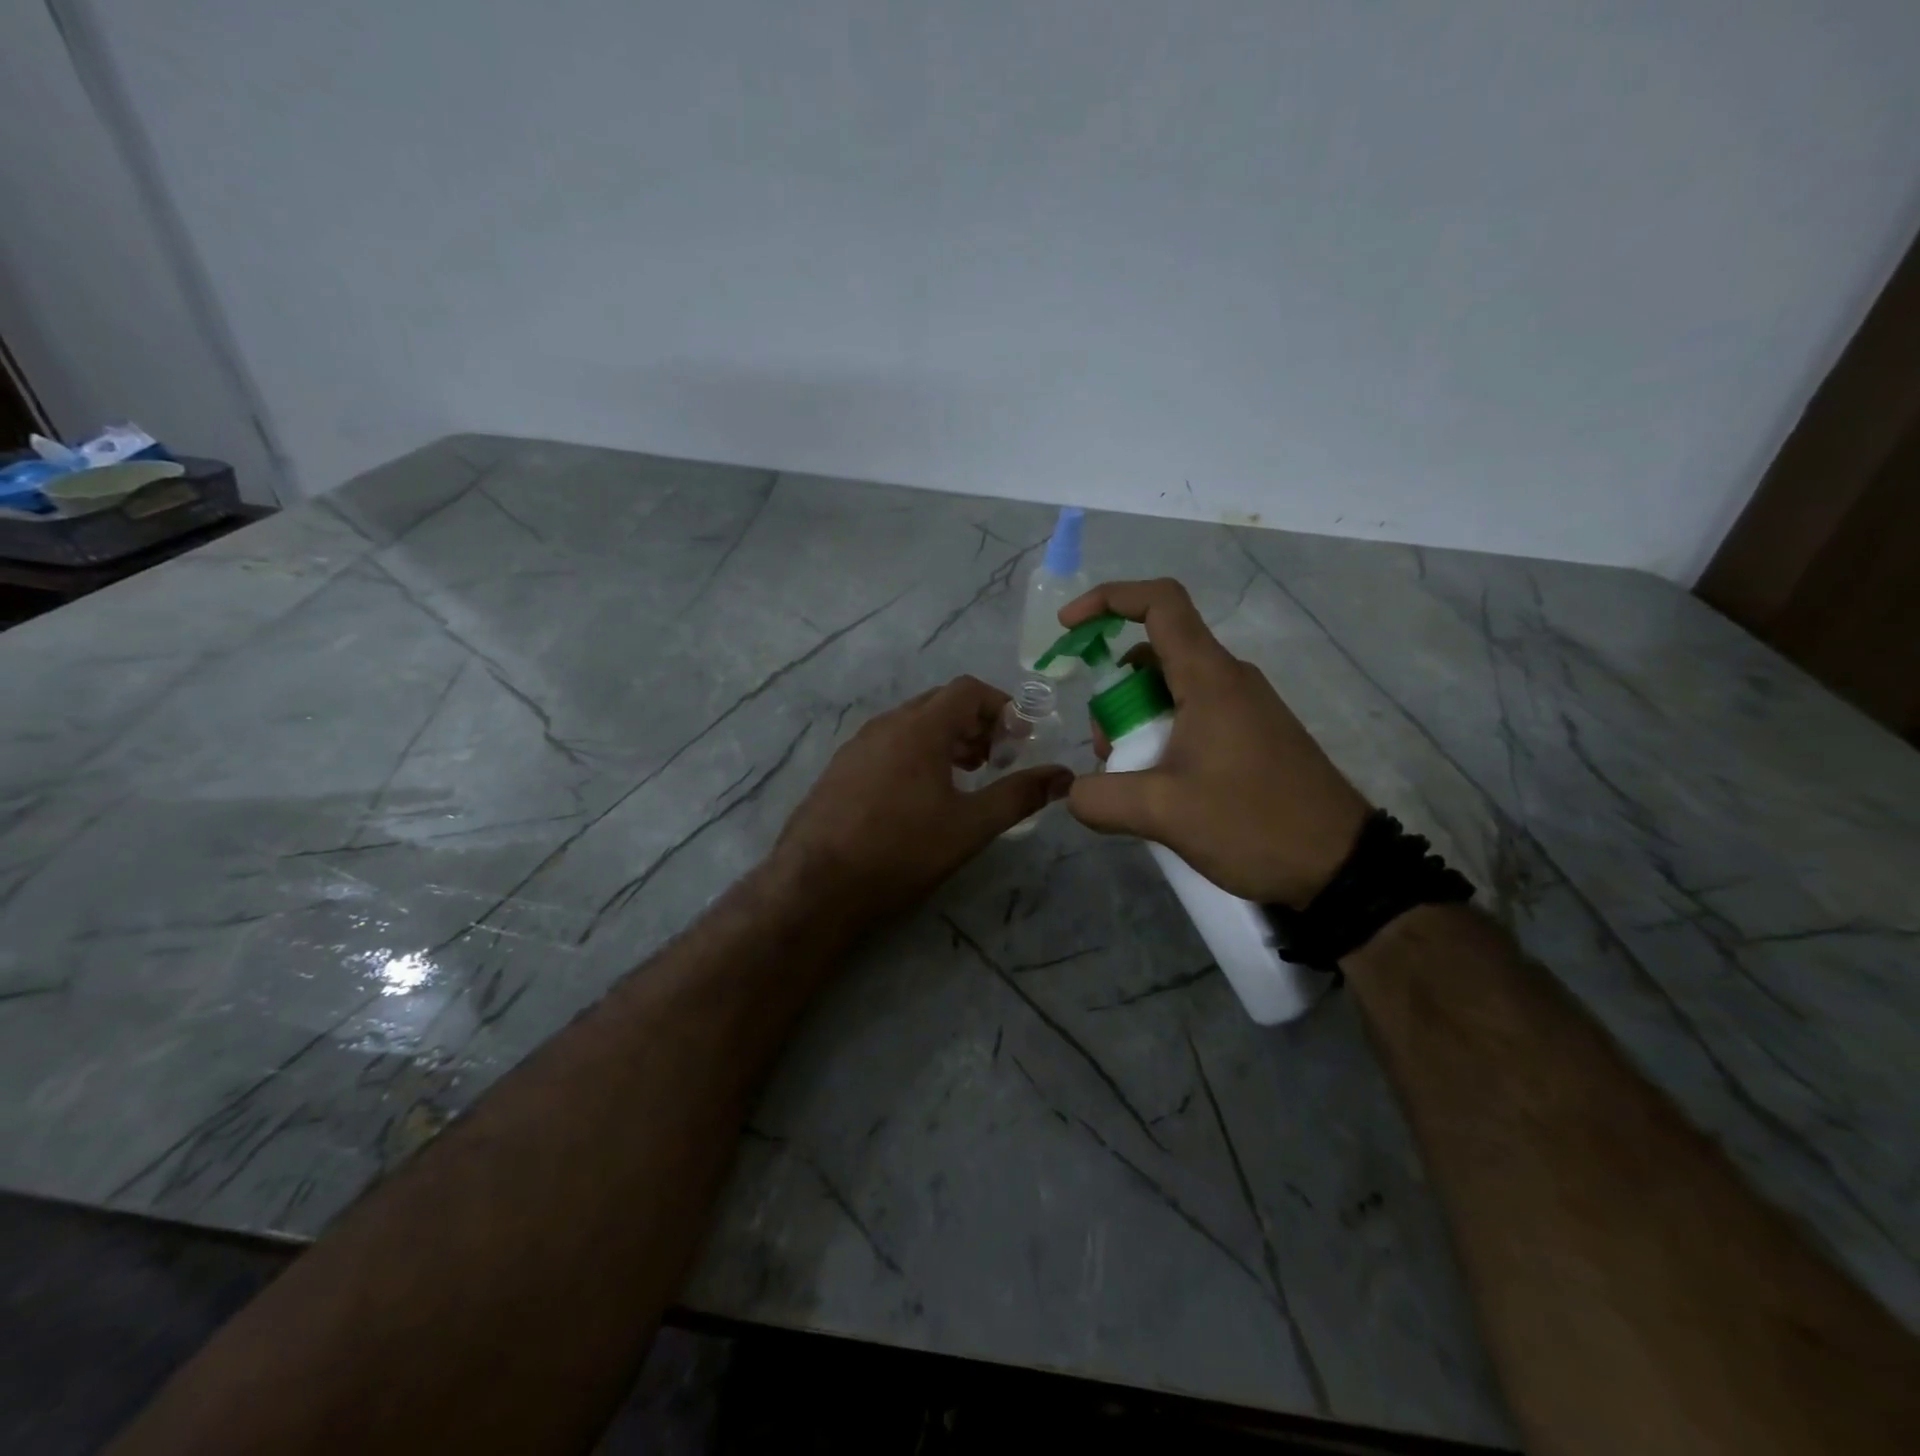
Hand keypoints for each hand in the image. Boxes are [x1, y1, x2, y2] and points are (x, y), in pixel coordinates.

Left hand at [773, 676, 1073, 921]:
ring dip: (946, 738)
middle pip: (940, 703)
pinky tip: (920, 794)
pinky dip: (916, 752)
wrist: (816, 883)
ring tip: (965, 776)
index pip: (968, 690)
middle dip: (976, 723)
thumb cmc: (901, 849)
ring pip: (912, 723)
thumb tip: (1064, 776)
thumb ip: (1019, 795)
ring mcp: (857, 745)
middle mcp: (886, 724)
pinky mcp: (840, 768)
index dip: (1001, 706)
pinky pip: (888, 743)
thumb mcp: (970, 826)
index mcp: (920, 727)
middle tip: (997, 758)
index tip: (1019, 739)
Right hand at [1061, 579, 1370, 905]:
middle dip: (1113, 694)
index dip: (1109, 599)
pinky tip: (1159, 787)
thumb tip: (1073, 792)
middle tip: (1104, 750)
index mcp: (1209, 678)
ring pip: (1171, 689)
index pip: (1160, 603)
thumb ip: (1101, 798)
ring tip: (1128, 776)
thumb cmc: (1254, 823)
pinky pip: (1193, 715)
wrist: (1341, 865)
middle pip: (1154, 655)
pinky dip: (1161, 736)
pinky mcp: (1252, 735)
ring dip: (1135, 721)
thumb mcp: (1163, 813)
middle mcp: (1228, 680)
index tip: (1068, 627)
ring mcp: (1244, 707)